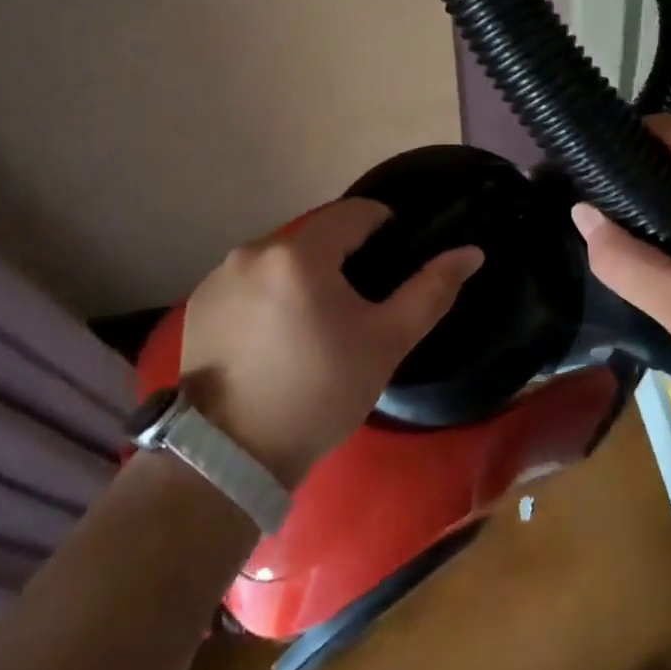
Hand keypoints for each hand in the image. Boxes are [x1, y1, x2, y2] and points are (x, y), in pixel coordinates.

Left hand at [178, 199, 481, 486]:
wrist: (230, 457)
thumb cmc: (319, 394)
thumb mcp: (385, 343)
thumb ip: (431, 290)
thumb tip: (471, 252)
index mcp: (300, 252)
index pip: (354, 212)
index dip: (383, 226)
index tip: (395, 258)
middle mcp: (254, 249)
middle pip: (315, 236)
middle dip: (342, 257)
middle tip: (358, 304)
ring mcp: (220, 275)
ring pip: (280, 259)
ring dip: (303, 276)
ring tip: (315, 325)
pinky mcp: (199, 302)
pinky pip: (248, 281)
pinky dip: (269, 294)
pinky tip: (274, 338)